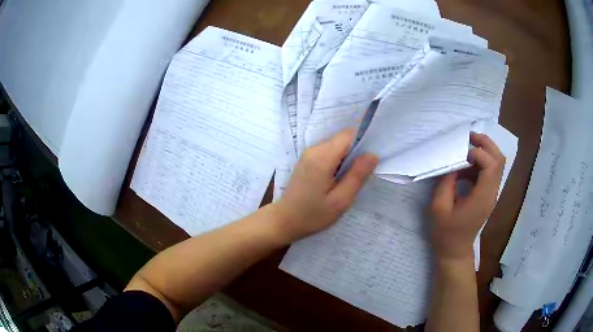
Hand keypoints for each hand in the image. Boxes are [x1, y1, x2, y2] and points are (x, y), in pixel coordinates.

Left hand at [273, 129, 377, 241]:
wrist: (285, 220)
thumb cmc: (313, 214)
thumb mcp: (341, 200)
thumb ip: (357, 175)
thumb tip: (373, 154)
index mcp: (322, 158)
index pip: (348, 135)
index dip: (363, 142)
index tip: (371, 160)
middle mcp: (314, 150)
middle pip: (342, 139)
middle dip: (356, 152)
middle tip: (360, 175)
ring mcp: (308, 154)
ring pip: (336, 145)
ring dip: (347, 158)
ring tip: (348, 180)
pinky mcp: (307, 160)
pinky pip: (328, 152)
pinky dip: (338, 161)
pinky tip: (337, 180)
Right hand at [429, 133, 505, 262]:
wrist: (454, 250)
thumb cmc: (445, 232)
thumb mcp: (438, 206)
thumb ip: (446, 180)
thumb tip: (453, 161)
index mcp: (482, 197)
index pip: (491, 165)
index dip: (478, 153)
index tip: (460, 155)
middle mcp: (492, 193)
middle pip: (499, 159)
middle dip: (486, 143)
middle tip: (469, 137)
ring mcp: (491, 194)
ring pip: (497, 163)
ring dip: (484, 150)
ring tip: (466, 148)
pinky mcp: (488, 194)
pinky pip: (490, 171)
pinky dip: (480, 162)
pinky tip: (465, 166)